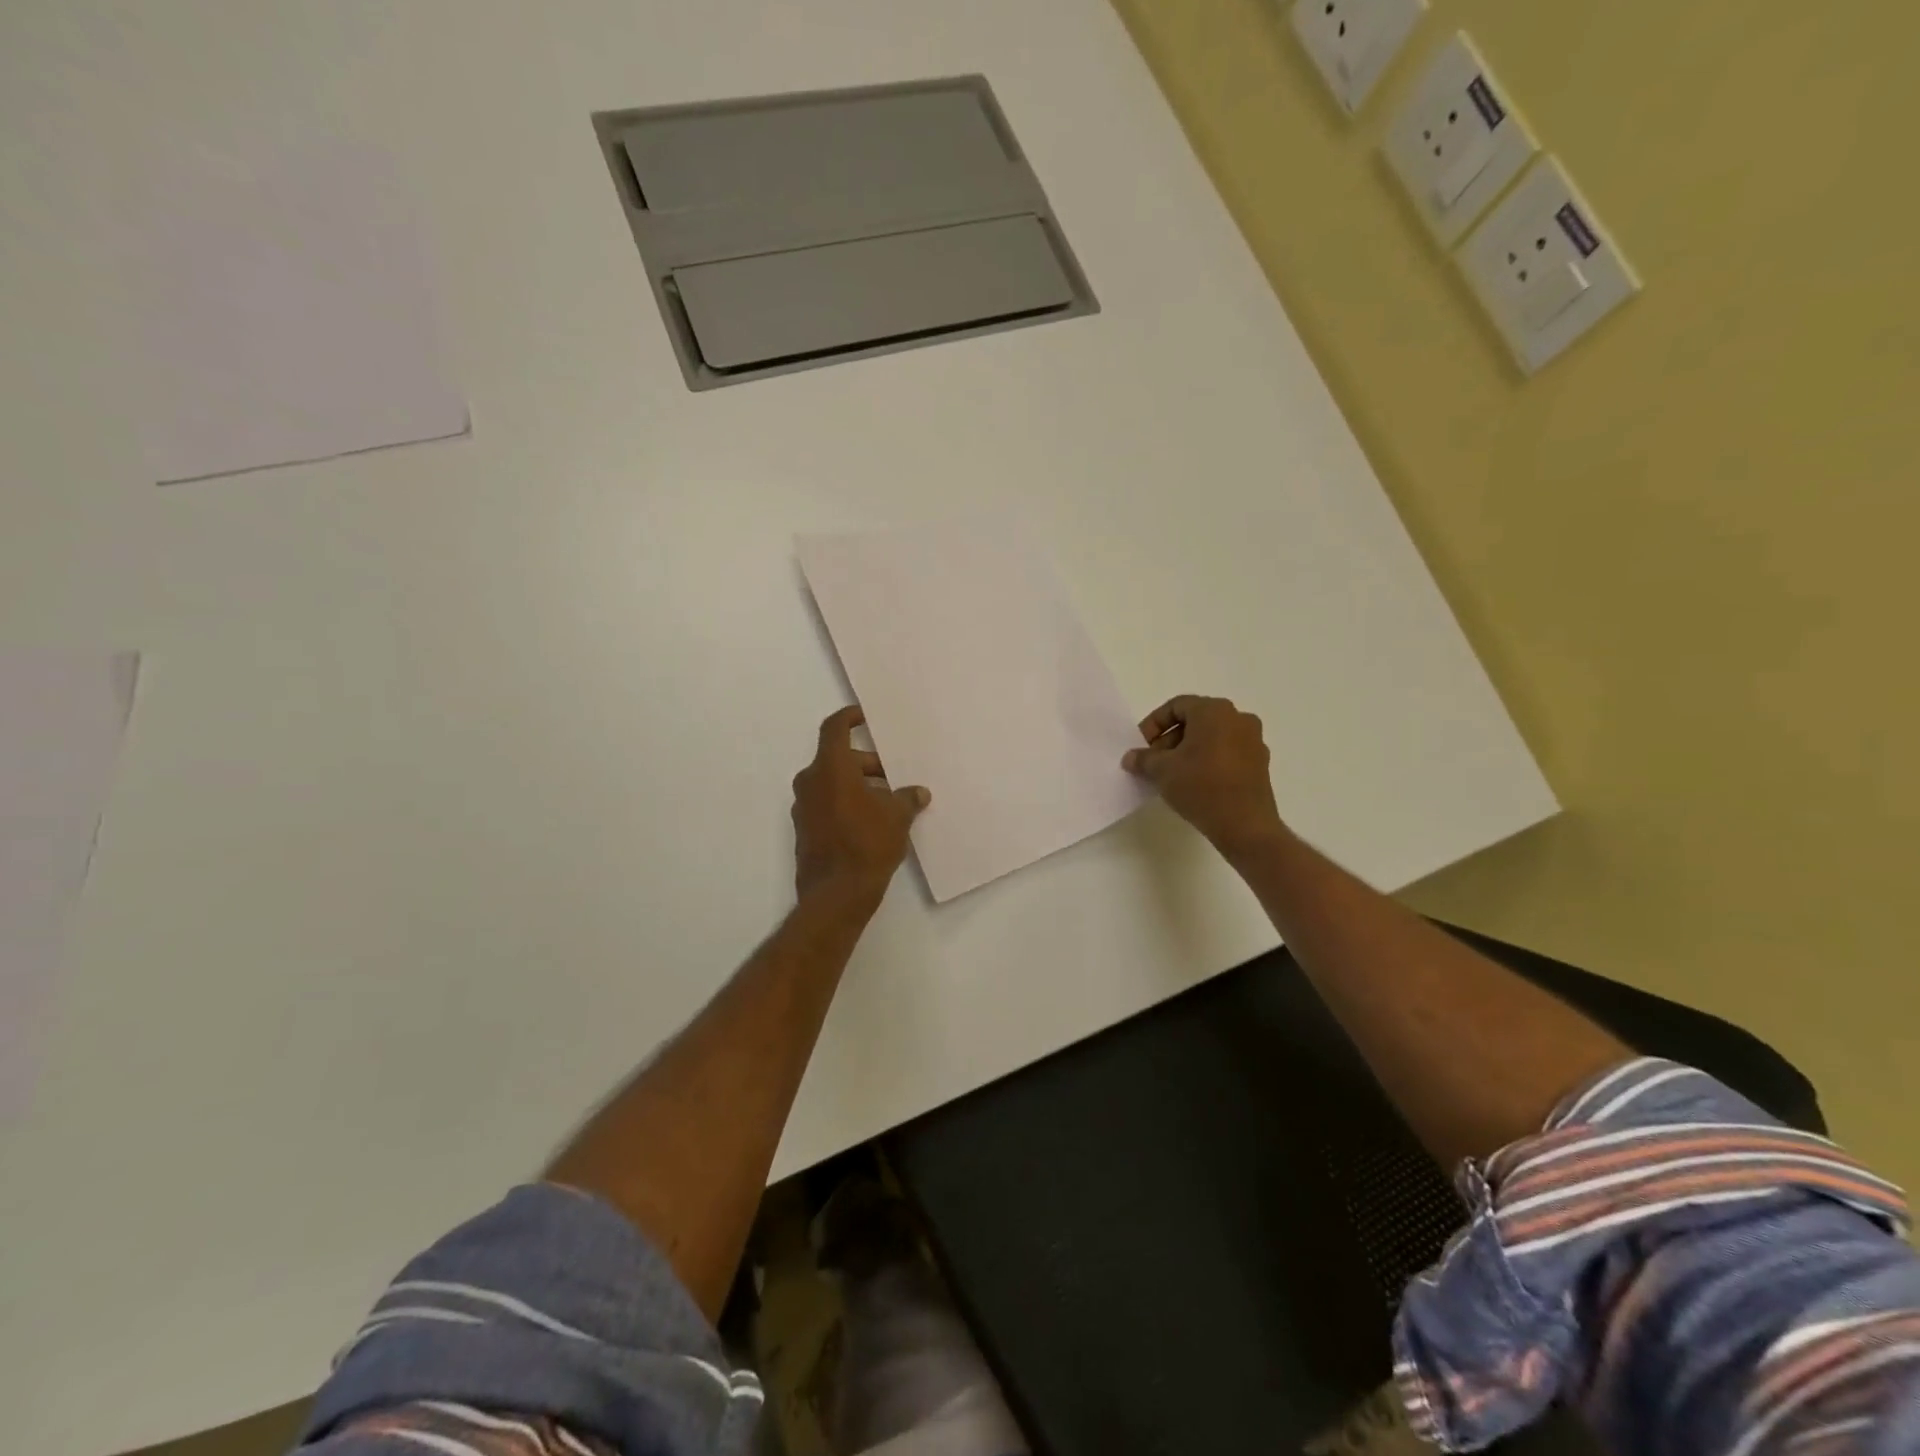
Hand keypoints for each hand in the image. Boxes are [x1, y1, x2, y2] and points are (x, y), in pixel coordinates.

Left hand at [792, 706, 929, 903]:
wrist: (836, 894)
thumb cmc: (867, 844)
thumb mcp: (897, 817)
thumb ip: (907, 798)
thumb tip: (917, 793)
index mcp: (830, 768)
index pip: (834, 728)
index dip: (849, 717)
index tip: (864, 716)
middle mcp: (810, 782)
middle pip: (838, 759)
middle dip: (867, 763)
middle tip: (894, 776)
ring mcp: (804, 808)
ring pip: (832, 783)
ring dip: (858, 785)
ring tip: (888, 801)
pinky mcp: (804, 830)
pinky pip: (827, 804)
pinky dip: (847, 804)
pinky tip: (872, 822)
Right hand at [1122, 695, 1284, 858]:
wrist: (1245, 825)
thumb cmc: (1201, 786)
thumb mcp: (1162, 771)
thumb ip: (1143, 759)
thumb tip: (1131, 758)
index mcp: (1214, 711)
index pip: (1176, 706)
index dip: (1153, 724)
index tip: (1142, 746)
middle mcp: (1238, 718)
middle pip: (1195, 720)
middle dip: (1170, 739)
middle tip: (1154, 762)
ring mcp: (1253, 741)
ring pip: (1212, 737)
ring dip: (1188, 751)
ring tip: (1171, 775)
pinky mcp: (1260, 764)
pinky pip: (1226, 753)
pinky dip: (1207, 761)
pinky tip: (1194, 783)